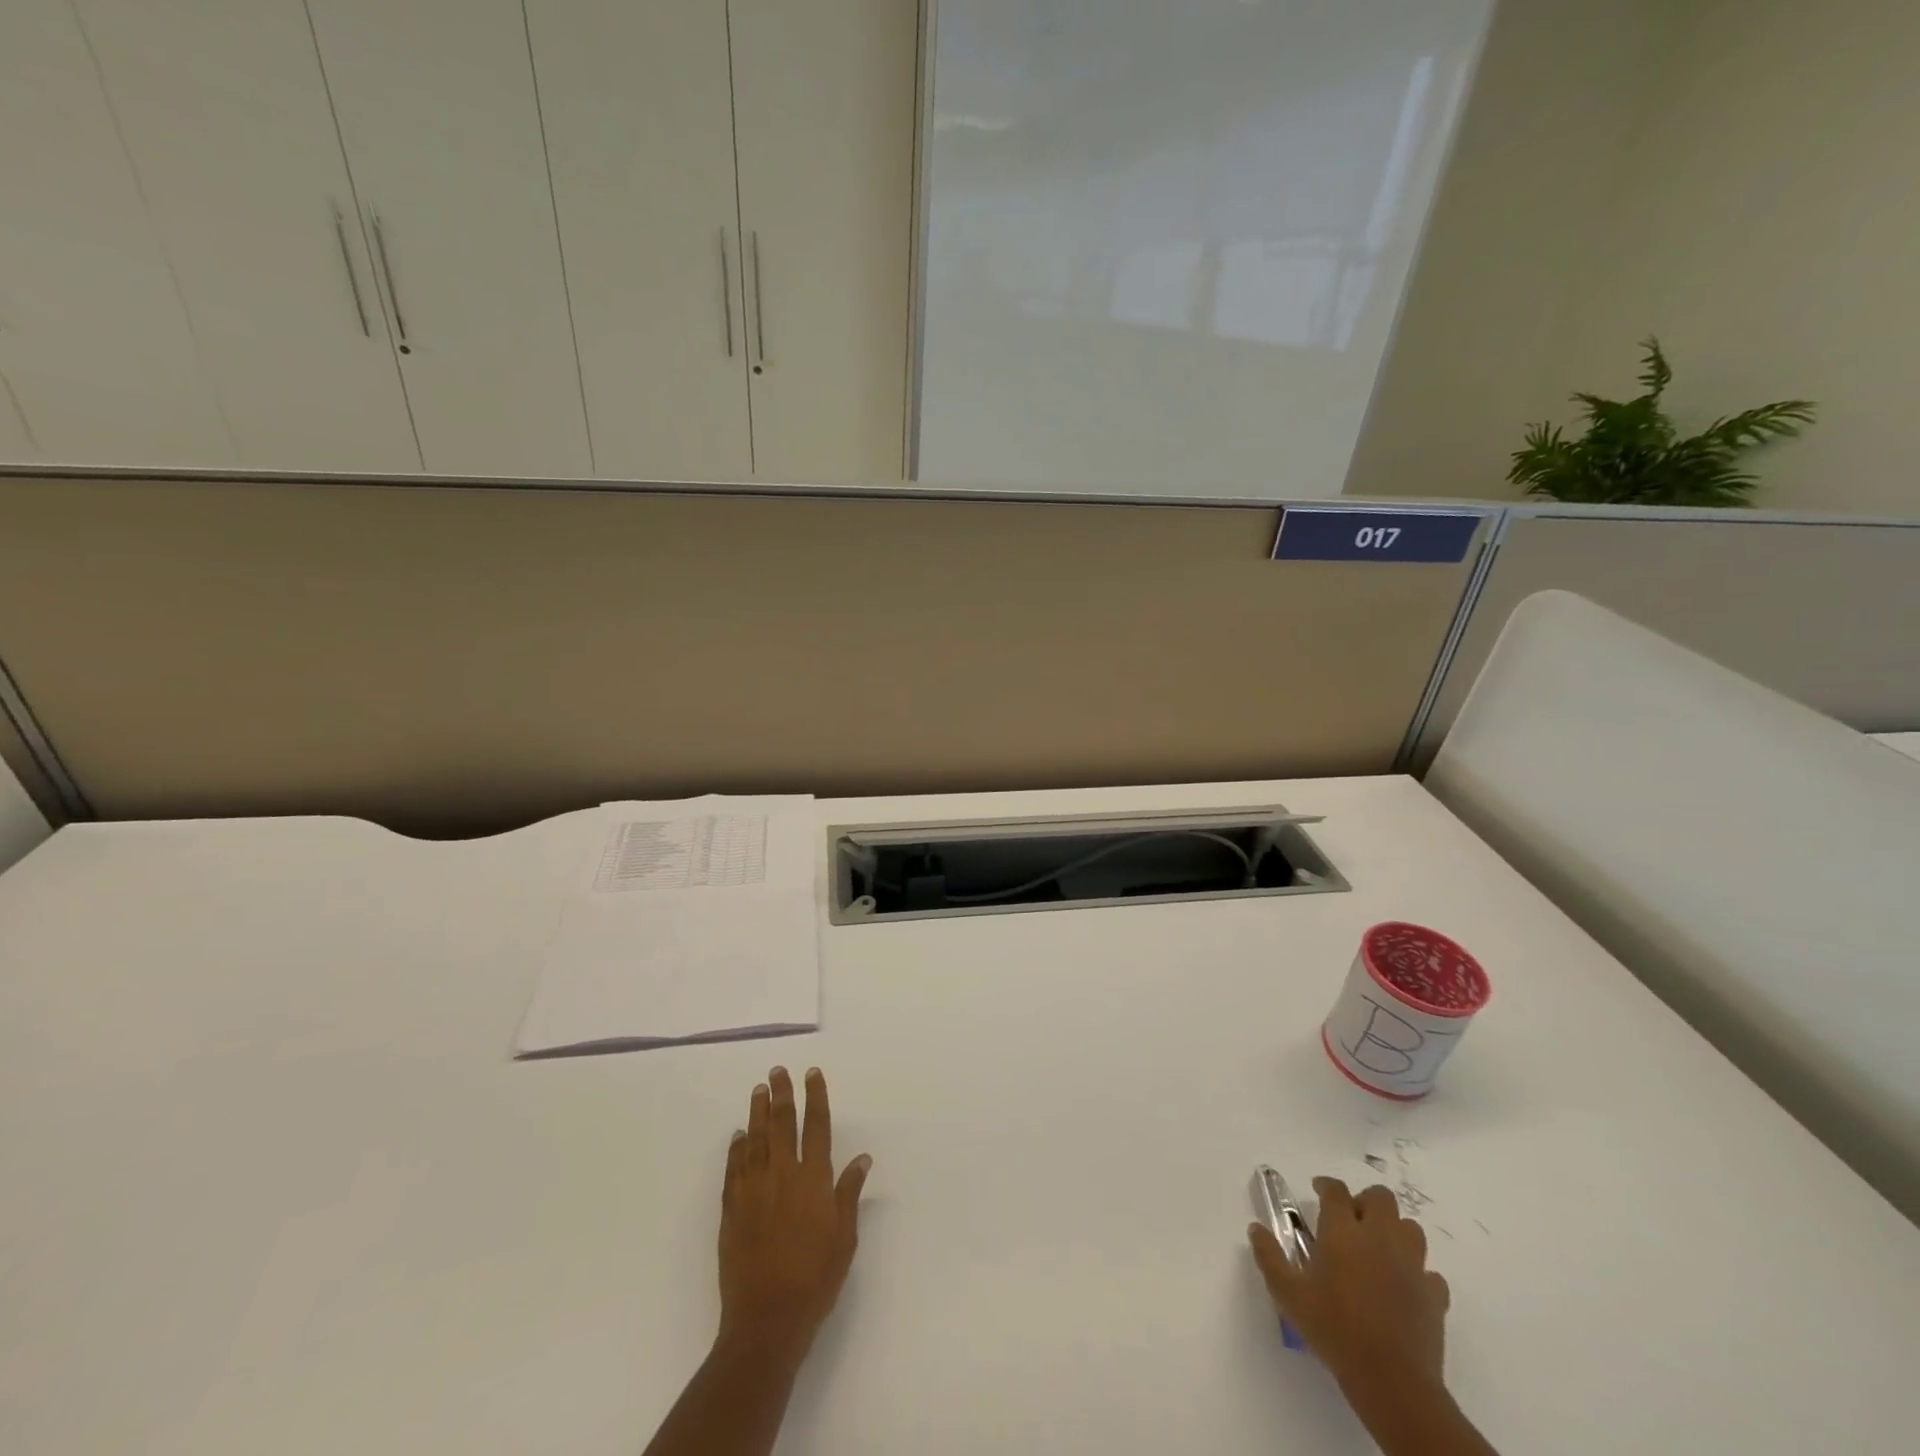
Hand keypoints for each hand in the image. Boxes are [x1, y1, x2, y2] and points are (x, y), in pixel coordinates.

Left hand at [718, 1066, 870, 1356]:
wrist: (766, 1320)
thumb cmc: (815, 1280)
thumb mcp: (844, 1239)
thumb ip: (849, 1194)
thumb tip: (862, 1158)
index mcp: (814, 1180)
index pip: (817, 1126)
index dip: (816, 1096)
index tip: (812, 1073)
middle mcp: (784, 1175)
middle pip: (783, 1123)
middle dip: (783, 1094)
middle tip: (778, 1071)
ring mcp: (754, 1190)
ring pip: (756, 1139)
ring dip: (758, 1112)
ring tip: (759, 1090)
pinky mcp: (732, 1208)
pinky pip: (734, 1168)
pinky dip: (737, 1147)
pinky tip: (739, 1135)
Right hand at [1248, 1178, 1450, 1397]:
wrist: (1392, 1381)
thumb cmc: (1334, 1329)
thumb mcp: (1288, 1294)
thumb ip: (1269, 1257)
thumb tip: (1255, 1229)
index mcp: (1343, 1232)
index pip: (1336, 1190)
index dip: (1326, 1184)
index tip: (1318, 1190)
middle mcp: (1379, 1238)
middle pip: (1381, 1198)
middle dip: (1365, 1201)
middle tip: (1351, 1220)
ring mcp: (1412, 1266)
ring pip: (1411, 1228)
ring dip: (1394, 1230)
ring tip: (1379, 1248)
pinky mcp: (1434, 1296)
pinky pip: (1430, 1272)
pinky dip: (1417, 1272)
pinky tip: (1404, 1286)